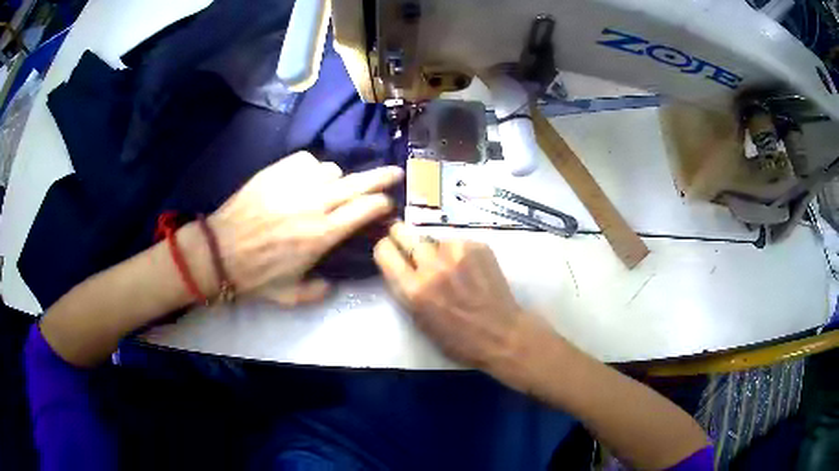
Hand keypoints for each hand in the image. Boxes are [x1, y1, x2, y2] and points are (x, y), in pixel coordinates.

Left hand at [202, 152, 402, 305]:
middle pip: (358, 183)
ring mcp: (295, 184)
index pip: (364, 210)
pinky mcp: (277, 171)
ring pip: (332, 170)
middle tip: (396, 173)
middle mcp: (315, 205)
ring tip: (329, 189)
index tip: (388, 204)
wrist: (219, 251)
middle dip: (382, 177)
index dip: (381, 205)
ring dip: (337, 180)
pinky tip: (305, 179)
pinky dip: (312, 169)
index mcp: (322, 235)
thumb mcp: (289, 295)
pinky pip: (307, 161)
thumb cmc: (255, 276)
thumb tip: (333, 284)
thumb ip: (317, 292)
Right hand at [373, 222, 529, 370]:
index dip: (386, 251)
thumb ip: (405, 289)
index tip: (391, 254)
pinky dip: (458, 252)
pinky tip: (470, 268)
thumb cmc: (458, 339)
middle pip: (403, 232)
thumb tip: (399, 265)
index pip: (383, 250)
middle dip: (403, 239)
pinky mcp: (478, 245)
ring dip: (435, 249)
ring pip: (433, 238)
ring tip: (450, 266)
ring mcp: (457, 252)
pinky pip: (457, 241)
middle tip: (412, 250)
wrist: (502, 334)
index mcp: (413, 289)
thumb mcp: (419, 320)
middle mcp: (432, 265)